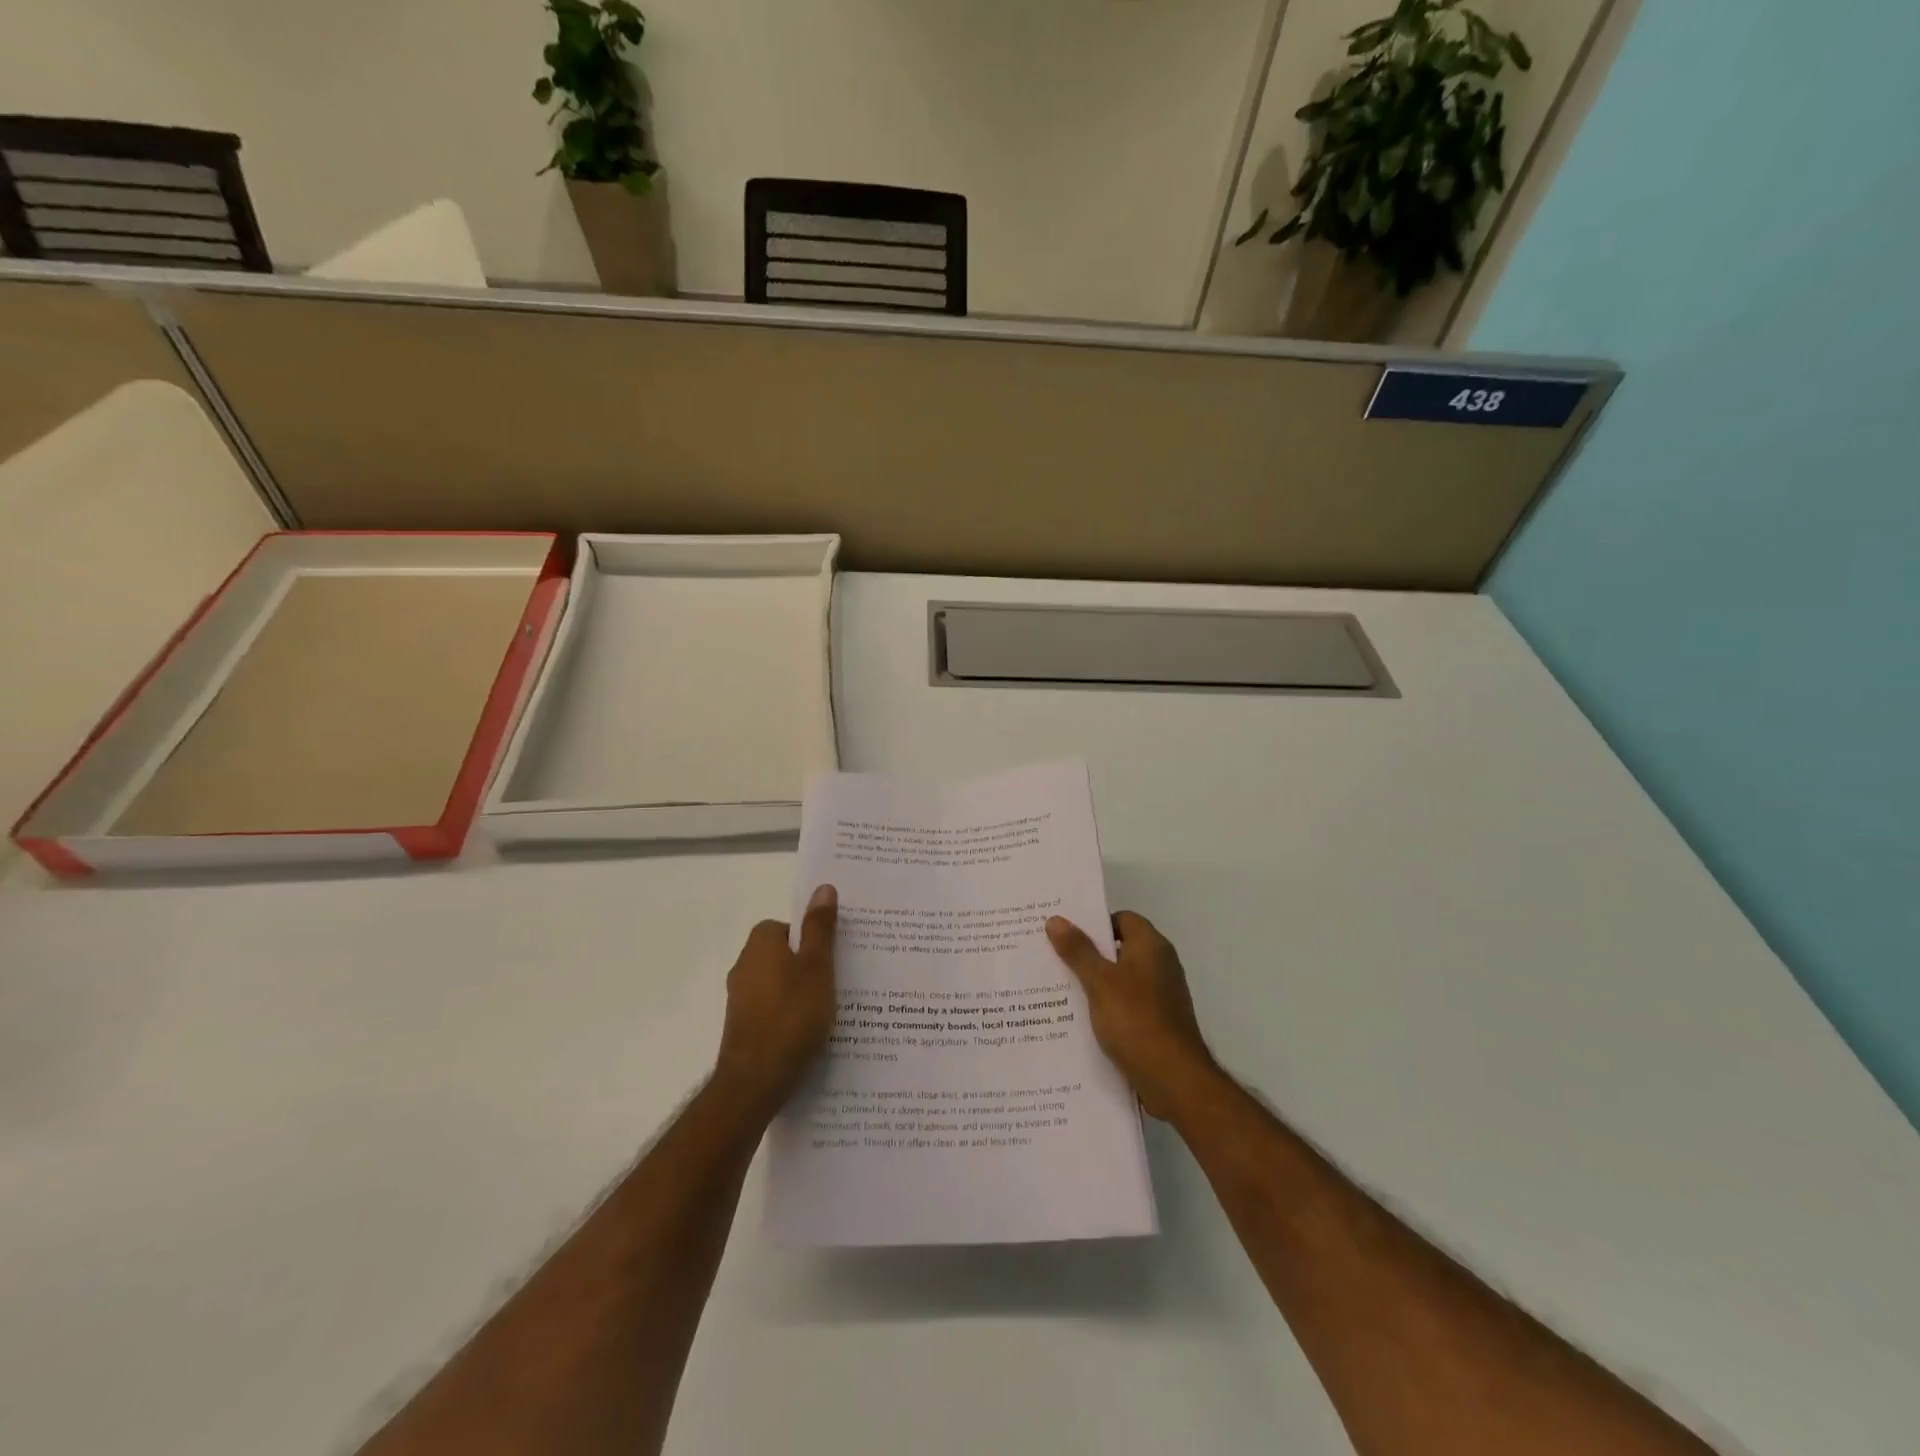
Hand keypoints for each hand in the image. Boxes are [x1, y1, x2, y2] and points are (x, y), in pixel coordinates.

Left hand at [714, 885, 837, 1115]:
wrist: (755, 1081)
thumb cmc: (791, 1016)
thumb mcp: (817, 967)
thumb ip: (820, 928)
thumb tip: (822, 888)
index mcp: (760, 945)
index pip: (785, 926)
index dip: (810, 937)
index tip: (832, 954)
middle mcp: (744, 967)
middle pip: (782, 954)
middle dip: (807, 964)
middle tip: (837, 980)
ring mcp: (740, 1000)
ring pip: (778, 984)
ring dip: (800, 991)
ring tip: (829, 1009)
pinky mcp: (743, 1028)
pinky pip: (772, 1009)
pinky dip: (790, 1015)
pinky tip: (809, 1033)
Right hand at [1047, 911, 1219, 1120]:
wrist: (1174, 1079)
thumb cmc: (1136, 1020)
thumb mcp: (1100, 982)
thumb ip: (1078, 951)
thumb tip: (1056, 919)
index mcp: (1151, 947)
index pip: (1122, 919)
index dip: (1094, 922)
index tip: (1064, 931)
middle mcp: (1160, 965)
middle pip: (1120, 949)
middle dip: (1088, 953)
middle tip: (1052, 956)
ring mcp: (1161, 996)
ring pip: (1120, 979)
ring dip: (1094, 983)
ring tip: (1057, 986)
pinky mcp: (1157, 1023)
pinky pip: (1126, 1004)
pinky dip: (1106, 1007)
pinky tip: (1079, 1018)